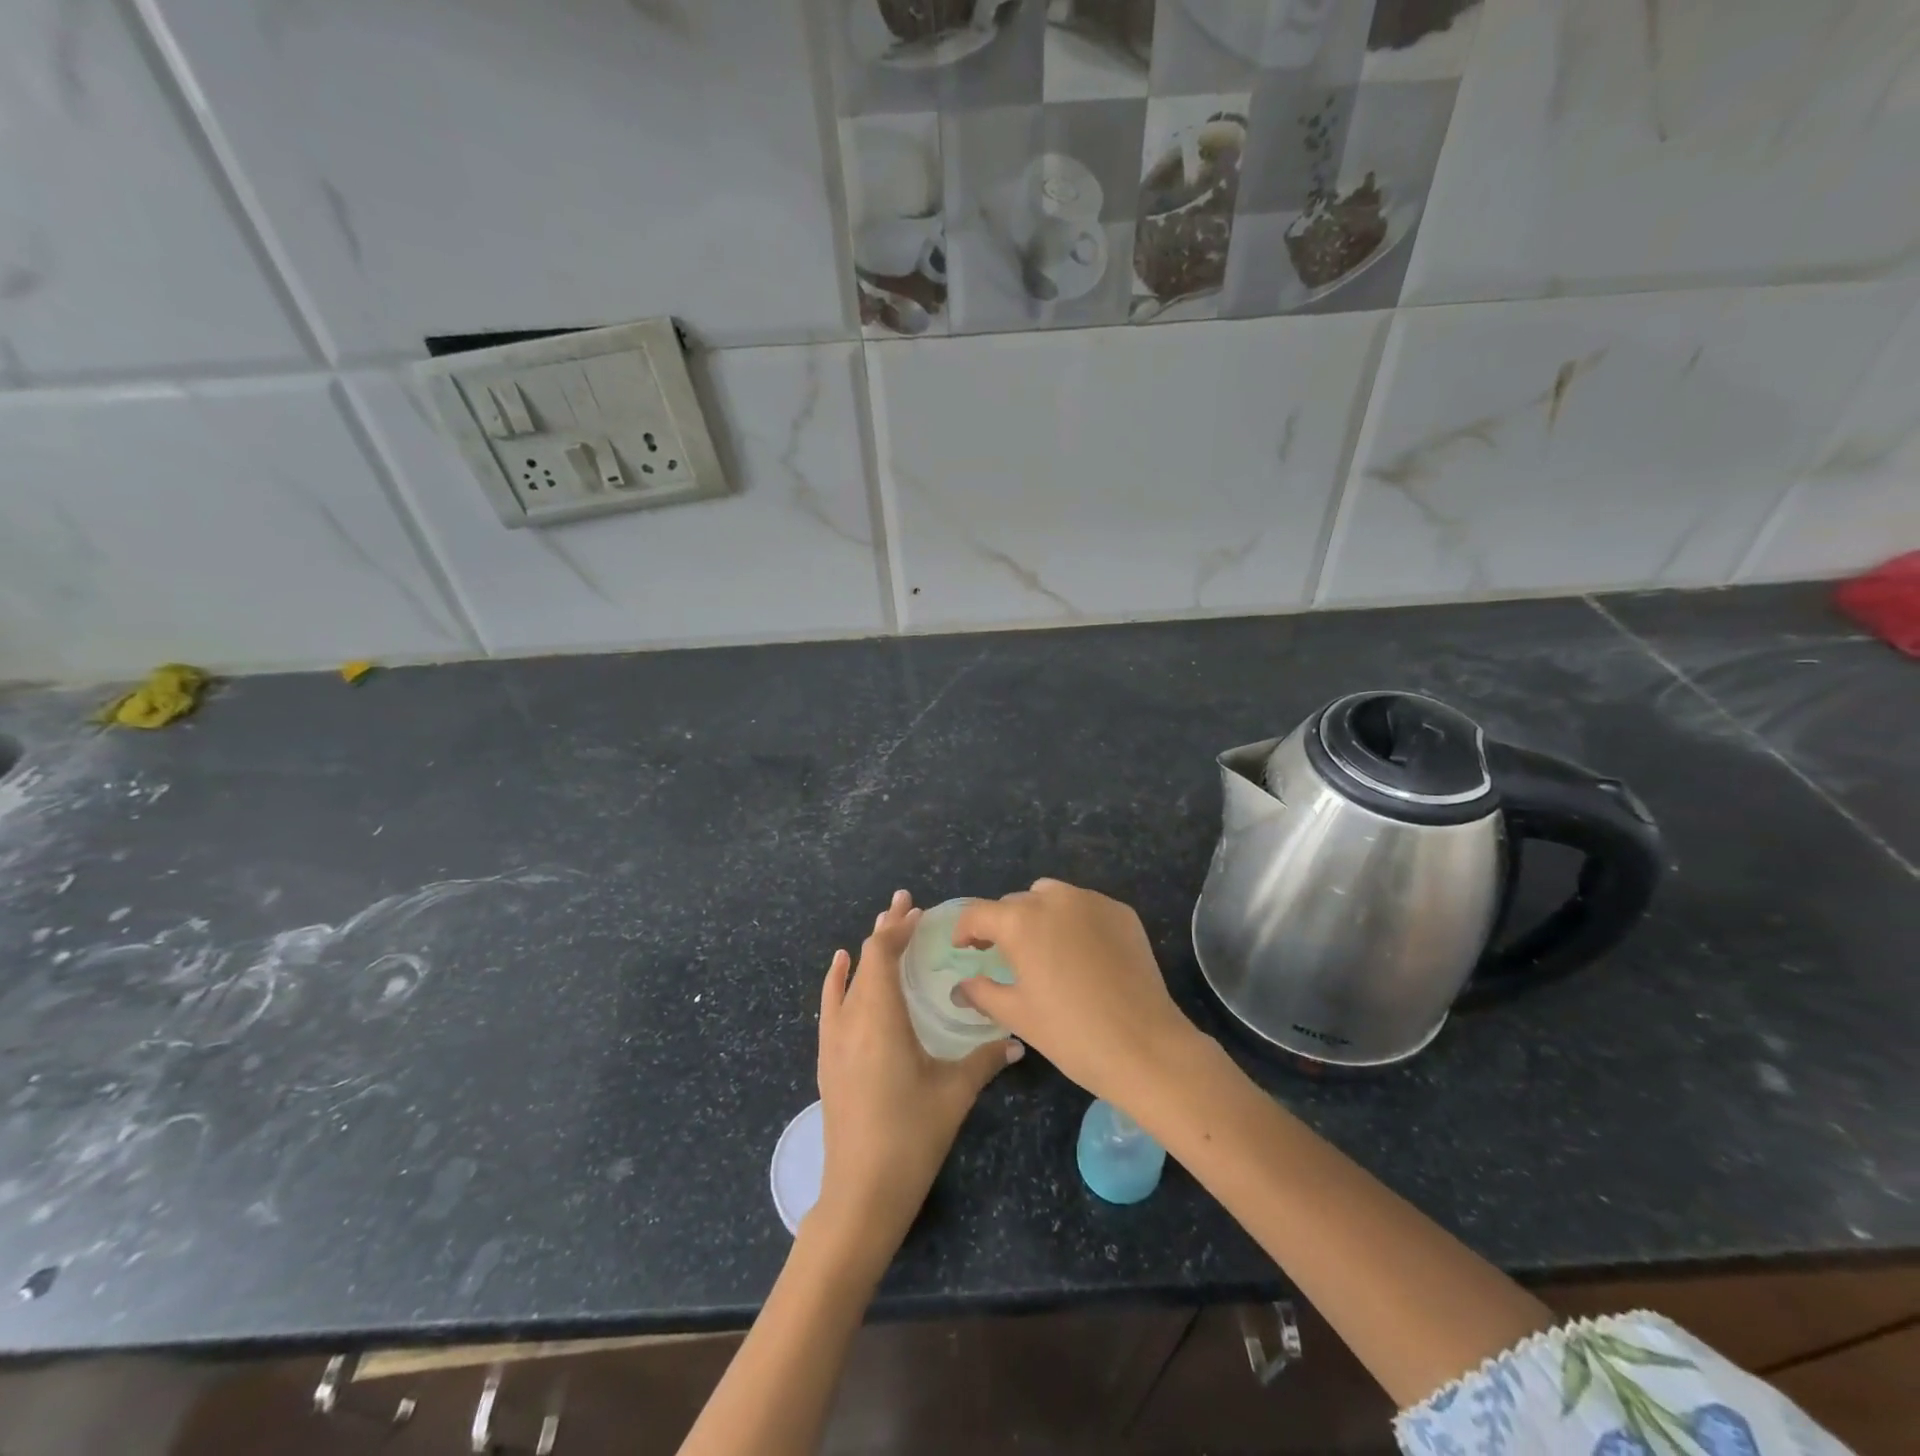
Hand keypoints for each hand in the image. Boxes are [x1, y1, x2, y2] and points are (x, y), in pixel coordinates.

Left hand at [812, 890, 1022, 1263]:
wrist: (860, 1193)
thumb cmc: (911, 1137)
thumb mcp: (954, 1093)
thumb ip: (985, 1060)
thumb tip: (1017, 1039)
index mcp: (880, 1018)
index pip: (882, 955)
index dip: (899, 928)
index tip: (920, 911)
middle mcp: (851, 1019)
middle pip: (865, 959)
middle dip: (886, 929)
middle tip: (906, 903)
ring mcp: (834, 1039)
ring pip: (848, 979)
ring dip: (867, 951)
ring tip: (884, 926)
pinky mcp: (828, 1058)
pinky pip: (831, 1003)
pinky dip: (839, 978)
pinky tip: (841, 966)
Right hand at [953, 879, 1199, 1107]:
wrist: (1144, 1046)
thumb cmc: (1070, 1033)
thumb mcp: (1017, 1015)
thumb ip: (982, 992)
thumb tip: (961, 986)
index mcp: (1020, 921)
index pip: (978, 913)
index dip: (965, 930)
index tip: (964, 948)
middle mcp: (1054, 899)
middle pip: (1015, 903)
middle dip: (1004, 925)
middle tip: (1004, 957)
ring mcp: (1092, 902)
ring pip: (1052, 896)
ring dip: (1039, 915)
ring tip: (1044, 949)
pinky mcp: (1121, 912)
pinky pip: (1085, 907)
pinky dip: (1074, 921)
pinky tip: (1082, 955)